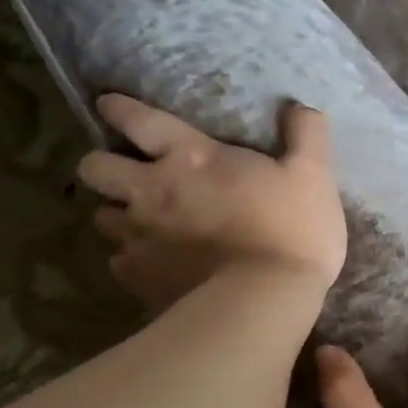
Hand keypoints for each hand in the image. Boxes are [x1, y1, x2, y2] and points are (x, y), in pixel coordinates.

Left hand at [79, 95, 346, 309]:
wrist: (267, 300)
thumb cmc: (293, 230)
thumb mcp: (314, 175)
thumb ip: (306, 135)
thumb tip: (300, 107)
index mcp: (191, 157)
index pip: (137, 119)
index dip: (117, 109)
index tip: (108, 106)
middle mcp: (152, 191)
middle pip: (93, 168)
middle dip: (103, 166)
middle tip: (129, 176)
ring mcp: (140, 238)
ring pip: (101, 218)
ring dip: (118, 215)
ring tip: (142, 224)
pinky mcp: (140, 279)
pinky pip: (119, 263)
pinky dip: (132, 261)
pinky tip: (155, 266)